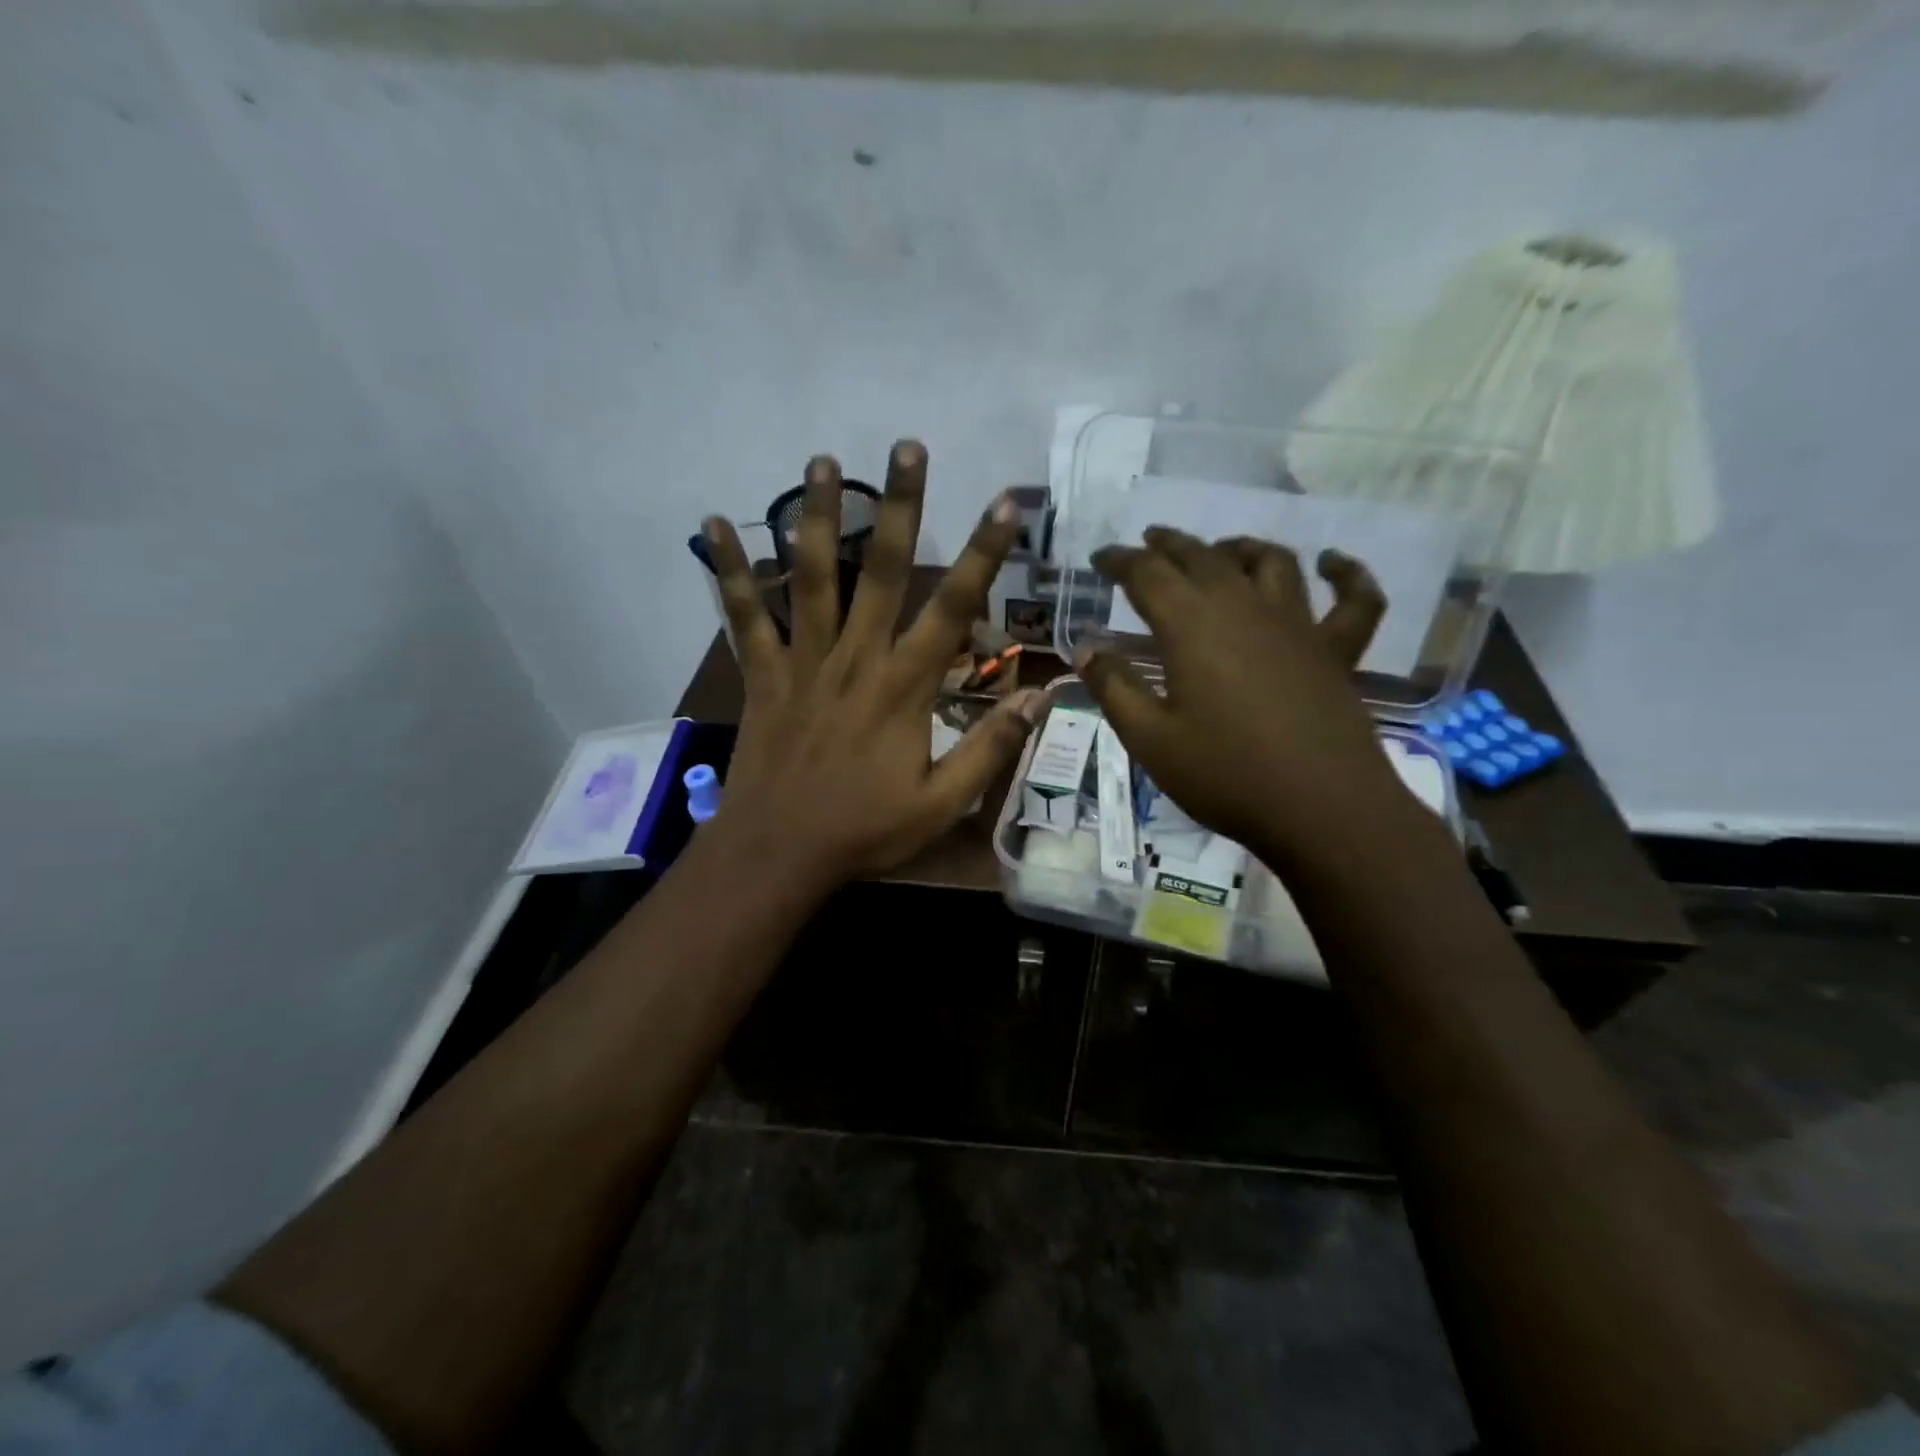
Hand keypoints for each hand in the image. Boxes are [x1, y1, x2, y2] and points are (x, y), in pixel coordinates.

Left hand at [704, 441, 1043, 889]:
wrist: (778, 853)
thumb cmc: (864, 830)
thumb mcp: (941, 804)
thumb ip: (990, 748)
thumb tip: (1040, 698)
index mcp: (905, 687)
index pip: (953, 609)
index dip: (984, 555)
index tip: (1005, 504)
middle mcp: (856, 658)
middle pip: (884, 571)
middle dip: (901, 507)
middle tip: (907, 447)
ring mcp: (804, 662)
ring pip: (814, 577)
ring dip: (819, 517)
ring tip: (823, 462)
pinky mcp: (763, 674)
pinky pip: (744, 615)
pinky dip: (729, 571)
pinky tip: (713, 523)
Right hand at [1077, 528, 1399, 859]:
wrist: (1320, 809)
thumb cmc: (1225, 775)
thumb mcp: (1150, 739)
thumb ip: (1114, 688)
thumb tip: (1086, 648)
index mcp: (1192, 627)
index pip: (1148, 574)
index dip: (1120, 560)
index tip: (1100, 558)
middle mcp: (1245, 608)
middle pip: (1203, 557)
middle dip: (1170, 545)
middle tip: (1148, 541)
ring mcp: (1298, 625)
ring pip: (1271, 562)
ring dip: (1240, 547)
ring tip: (1220, 550)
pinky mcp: (1337, 650)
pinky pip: (1354, 599)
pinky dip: (1347, 574)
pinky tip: (1333, 562)